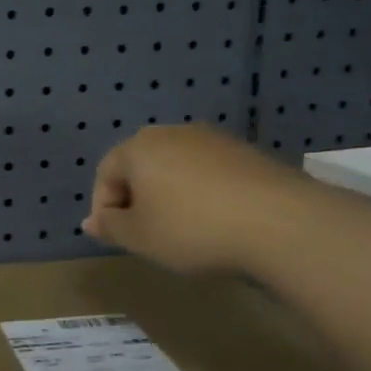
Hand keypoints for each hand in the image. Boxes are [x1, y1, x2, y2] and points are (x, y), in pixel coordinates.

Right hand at [82, 125, 303, 274]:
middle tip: (144, 233)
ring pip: (175, 168)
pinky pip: (208, 172)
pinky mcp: (246, 152)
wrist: (280, 222)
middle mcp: (172, 133)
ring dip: (169, 195)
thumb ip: (110, 227)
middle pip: (140, 165)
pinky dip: (202, 193)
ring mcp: (213, 139)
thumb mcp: (140, 237)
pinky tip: (215, 221)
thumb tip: (90, 222)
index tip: (116, 238)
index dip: (103, 207)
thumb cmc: (192, 229)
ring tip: (181, 230)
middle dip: (136, 198)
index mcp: (138, 147)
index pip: (105, 173)